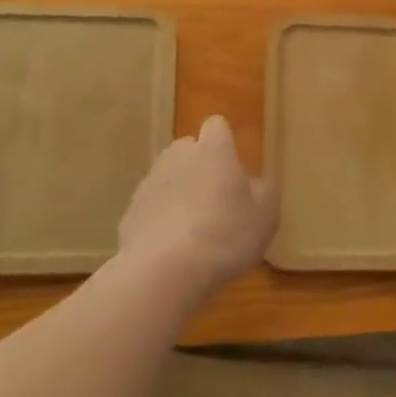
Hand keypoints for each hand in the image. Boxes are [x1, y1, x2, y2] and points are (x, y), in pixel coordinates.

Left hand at [117, 116, 277, 299]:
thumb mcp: (265, 216)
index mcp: (213, 150)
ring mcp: (149, 183)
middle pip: (188, 149)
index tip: (234, 165)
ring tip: (194, 230)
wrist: (165, 271)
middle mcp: (178, 156)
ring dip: (179, 193)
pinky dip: (161, 220)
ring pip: (168, 178)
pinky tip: (172, 249)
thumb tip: (252, 184)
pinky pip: (151, 208)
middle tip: (217, 199)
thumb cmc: (225, 235)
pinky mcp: (130, 212)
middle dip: (200, 166)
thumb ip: (262, 192)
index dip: (225, 142)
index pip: (217, 126)